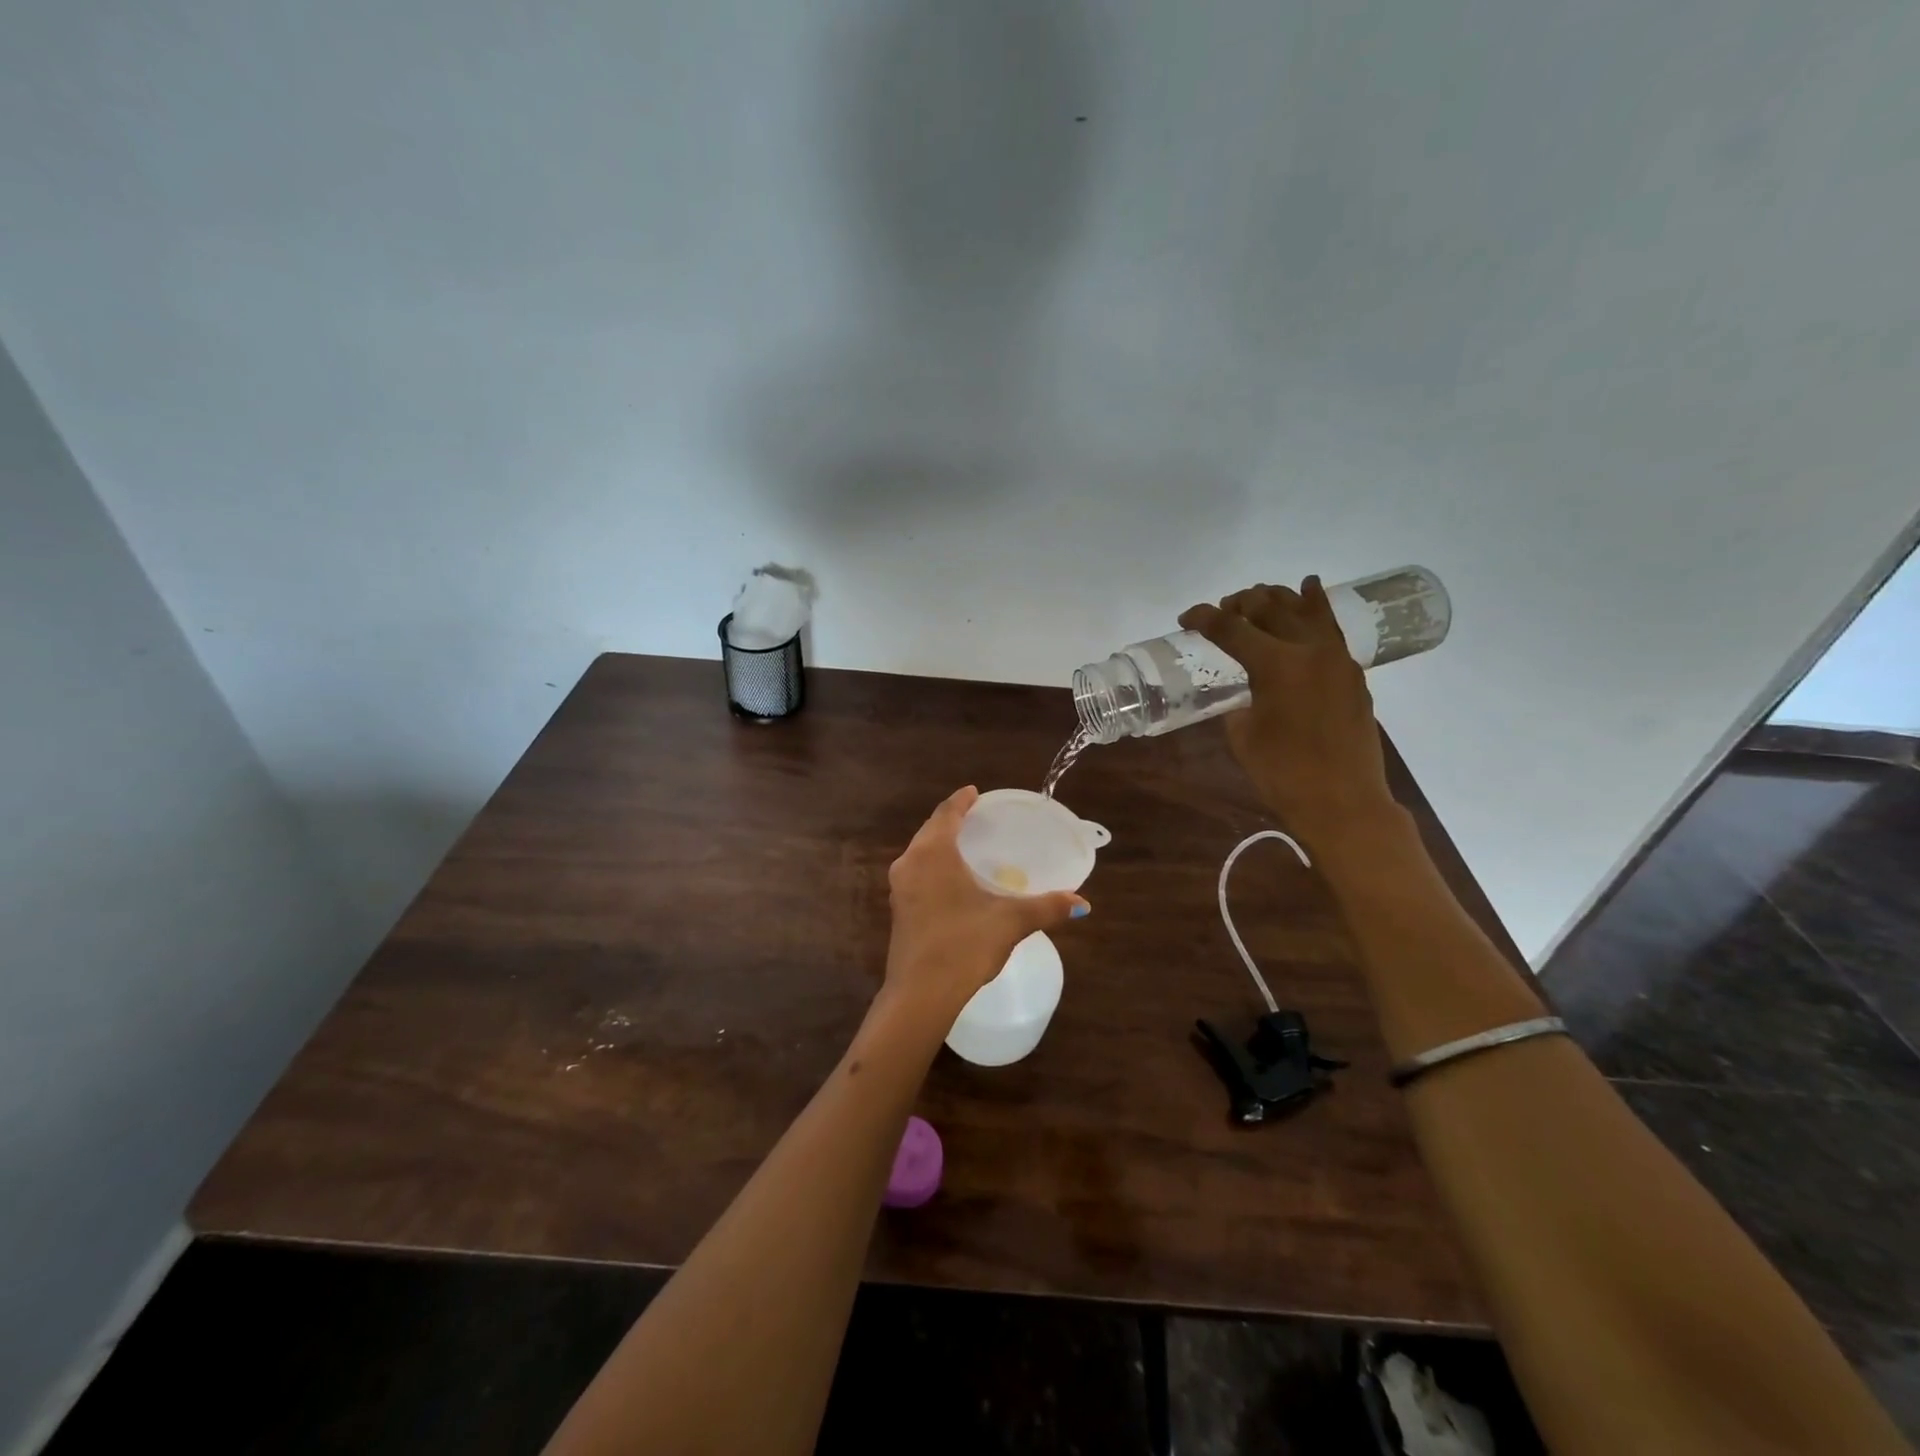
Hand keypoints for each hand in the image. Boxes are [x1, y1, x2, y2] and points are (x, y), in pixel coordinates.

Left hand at [884, 787, 1088, 1020]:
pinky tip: (950, 880)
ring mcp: (899, 888)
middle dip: (951, 820)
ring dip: (939, 843)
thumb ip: (1046, 907)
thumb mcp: (1009, 922)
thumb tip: (1081, 903)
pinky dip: (933, 865)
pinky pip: (916, 873)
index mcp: (933, 853)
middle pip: (931, 830)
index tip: (975, 792)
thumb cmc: (964, 945)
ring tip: (965, 845)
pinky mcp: (898, 909)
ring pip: (920, 853)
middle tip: (976, 817)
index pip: (947, 814)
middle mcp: (910, 863)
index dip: (962, 800)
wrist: (920, 994)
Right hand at [1178, 577, 1396, 836]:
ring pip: (1304, 608)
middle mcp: (1309, 649)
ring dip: (1276, 598)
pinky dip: (1315, 605)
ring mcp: (1336, 658)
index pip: (1231, 628)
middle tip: (1221, 612)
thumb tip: (1242, 687)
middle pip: (1269, 608)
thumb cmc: (1283, 774)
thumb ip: (1238, 701)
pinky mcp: (1351, 672)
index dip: (1203, 618)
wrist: (1343, 802)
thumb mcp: (1242, 735)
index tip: (1185, 617)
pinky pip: (1330, 626)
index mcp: (1276, 665)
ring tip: (1257, 599)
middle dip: (1240, 604)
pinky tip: (1308, 590)